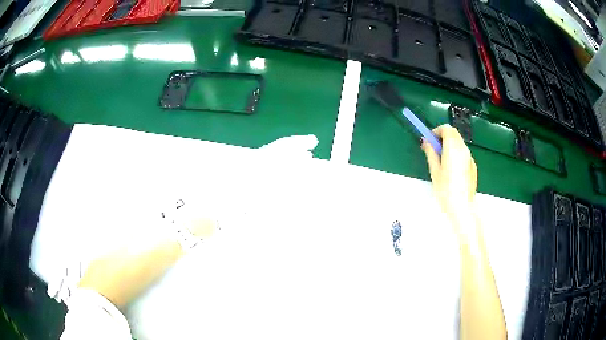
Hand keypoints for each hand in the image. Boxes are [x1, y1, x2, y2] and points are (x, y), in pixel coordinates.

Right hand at [421, 124, 477, 219]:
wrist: (462, 207)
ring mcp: (470, 157)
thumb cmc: (446, 190)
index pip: (446, 128)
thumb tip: (426, 142)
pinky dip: (457, 153)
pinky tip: (452, 169)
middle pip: (454, 133)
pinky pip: (464, 153)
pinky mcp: (473, 165)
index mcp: (453, 148)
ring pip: (459, 143)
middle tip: (434, 149)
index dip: (436, 131)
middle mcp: (463, 149)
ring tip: (442, 160)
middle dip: (443, 136)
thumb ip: (430, 153)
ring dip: (450, 145)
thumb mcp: (434, 171)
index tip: (430, 141)